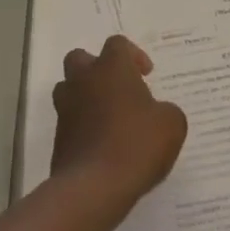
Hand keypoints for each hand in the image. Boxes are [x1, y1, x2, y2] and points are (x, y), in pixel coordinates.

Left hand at [50, 35, 187, 206]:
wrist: (94, 187)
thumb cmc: (136, 144)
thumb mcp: (172, 125)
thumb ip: (167, 111)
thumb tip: (158, 113)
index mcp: (111, 68)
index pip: (117, 44)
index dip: (133, 55)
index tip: (146, 75)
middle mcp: (83, 80)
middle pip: (81, 58)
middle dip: (97, 69)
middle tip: (119, 89)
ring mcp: (66, 108)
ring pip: (69, 89)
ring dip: (85, 96)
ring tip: (108, 118)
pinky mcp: (58, 138)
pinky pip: (69, 122)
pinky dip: (82, 127)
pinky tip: (102, 146)